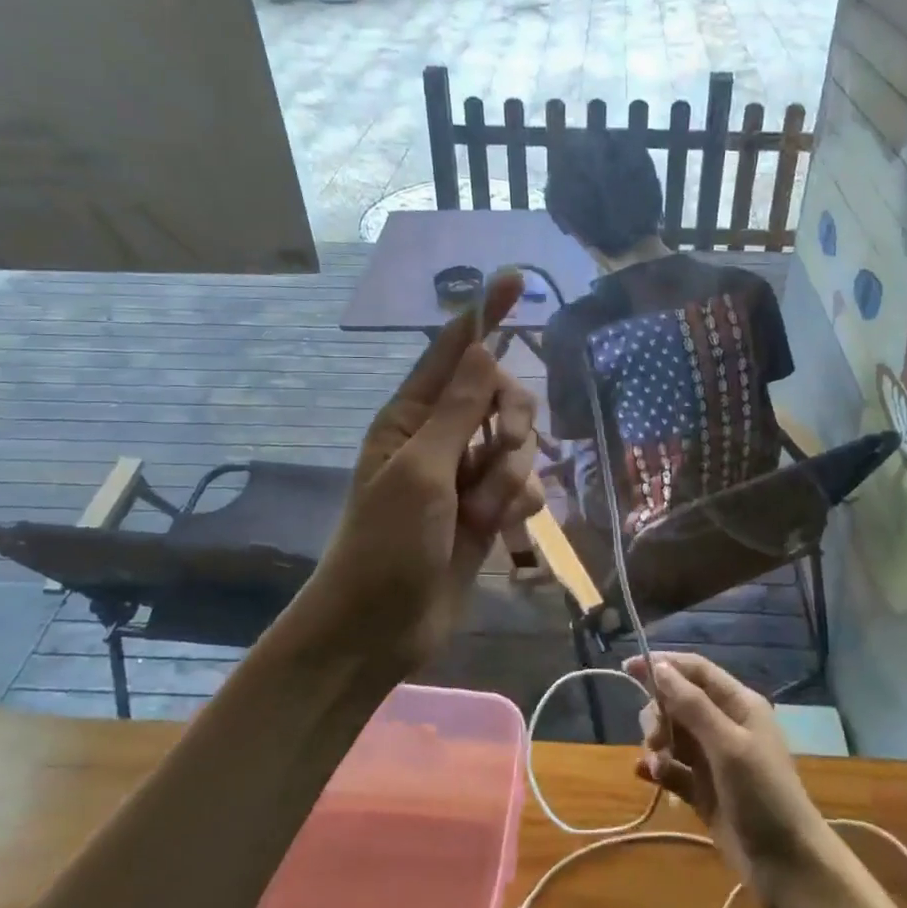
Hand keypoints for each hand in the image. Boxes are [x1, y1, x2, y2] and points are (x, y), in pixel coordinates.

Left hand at [310, 271, 544, 670]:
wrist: (381, 628)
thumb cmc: (387, 544)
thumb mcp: (421, 471)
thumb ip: (458, 410)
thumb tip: (482, 347)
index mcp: (412, 416)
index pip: (454, 351)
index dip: (485, 314)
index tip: (516, 278)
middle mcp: (442, 437)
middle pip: (503, 396)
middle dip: (513, 422)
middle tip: (500, 451)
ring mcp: (466, 475)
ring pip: (520, 446)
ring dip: (510, 478)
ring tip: (483, 514)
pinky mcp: (486, 510)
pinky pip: (525, 486)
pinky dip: (519, 505)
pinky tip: (502, 530)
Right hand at [624, 652, 832, 907]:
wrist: (788, 867)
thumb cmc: (763, 795)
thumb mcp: (728, 745)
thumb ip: (692, 705)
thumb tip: (659, 667)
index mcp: (738, 705)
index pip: (695, 670)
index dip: (663, 665)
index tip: (628, 668)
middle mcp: (725, 725)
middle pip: (678, 702)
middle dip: (659, 714)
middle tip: (656, 739)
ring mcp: (713, 760)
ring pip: (672, 734)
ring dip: (657, 743)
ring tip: (657, 765)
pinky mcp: (703, 791)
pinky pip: (672, 768)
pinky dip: (657, 768)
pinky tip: (645, 775)